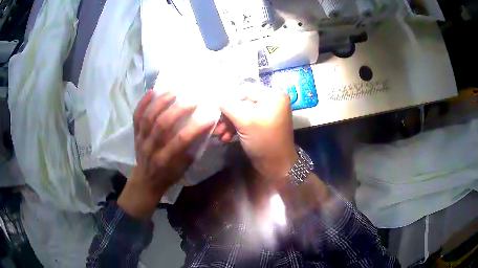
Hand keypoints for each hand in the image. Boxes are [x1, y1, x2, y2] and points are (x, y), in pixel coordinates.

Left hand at [118, 90, 215, 218]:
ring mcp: (141, 138)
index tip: (209, 117)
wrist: (146, 180)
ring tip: (174, 91)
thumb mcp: (182, 170)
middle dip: (178, 110)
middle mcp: (151, 147)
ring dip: (161, 102)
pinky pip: (136, 116)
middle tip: (192, 99)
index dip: (195, 128)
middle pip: (162, 125)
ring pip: (148, 117)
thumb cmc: (167, 175)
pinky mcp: (135, 133)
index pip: (181, 141)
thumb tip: (203, 131)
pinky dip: (143, 103)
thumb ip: (191, 151)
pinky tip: (152, 91)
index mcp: (165, 159)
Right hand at [220, 85, 297, 180]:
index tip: (215, 111)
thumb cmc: (264, 141)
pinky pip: (247, 121)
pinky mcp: (263, 125)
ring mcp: (268, 114)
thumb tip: (217, 98)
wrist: (277, 166)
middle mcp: (272, 101)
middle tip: (216, 126)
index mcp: (273, 96)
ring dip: (229, 124)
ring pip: (243, 113)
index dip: (228, 100)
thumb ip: (229, 107)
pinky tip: (226, 138)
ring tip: (219, 135)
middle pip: (243, 102)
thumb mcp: (245, 122)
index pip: (245, 91)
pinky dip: (236, 128)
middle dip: (228, 116)